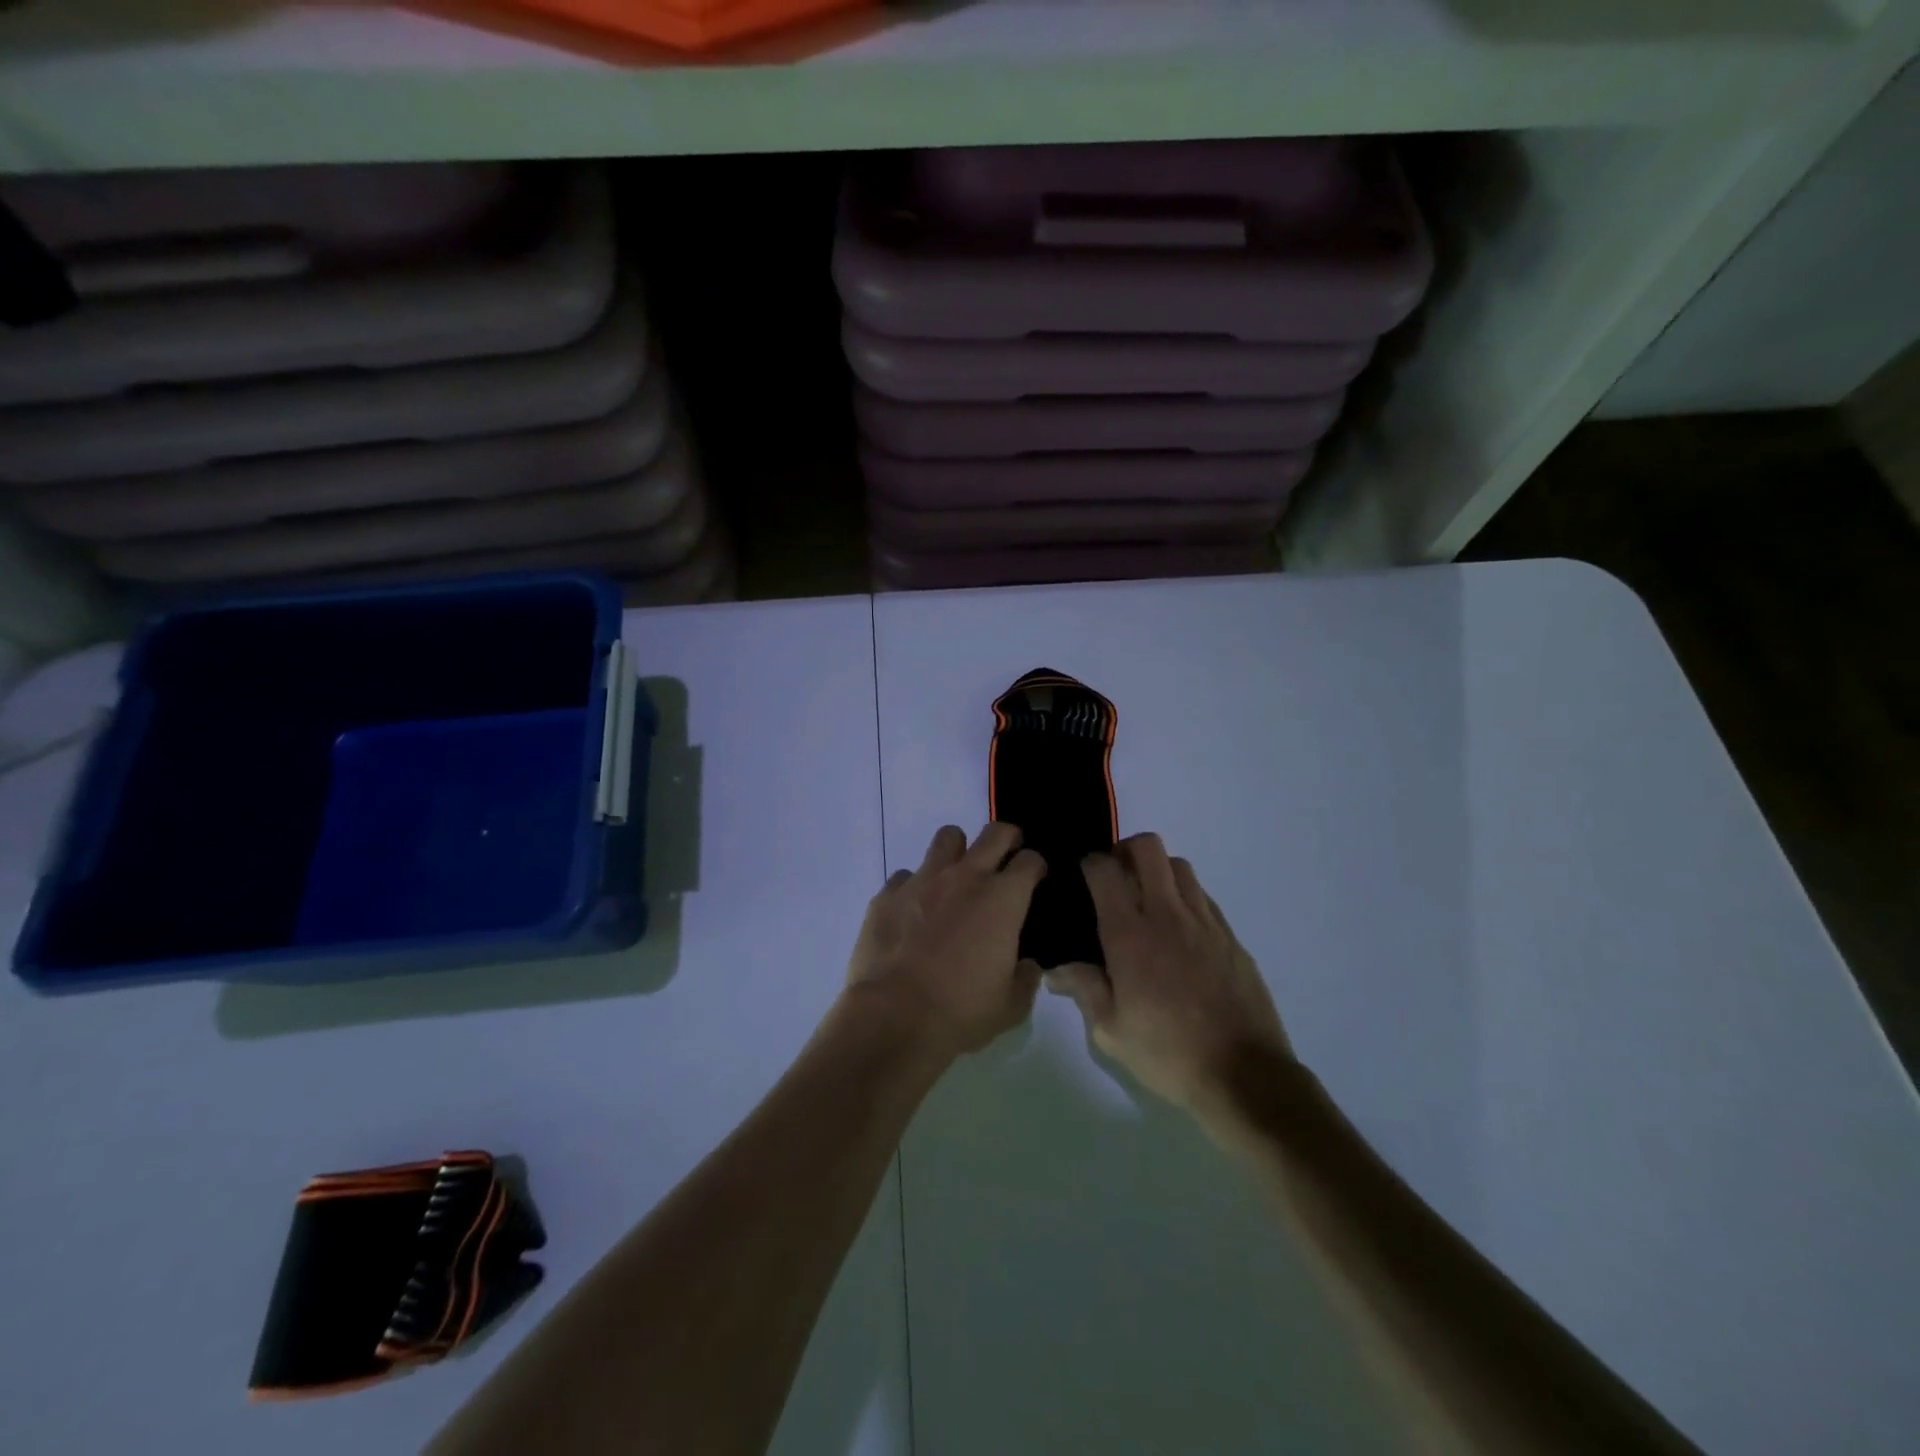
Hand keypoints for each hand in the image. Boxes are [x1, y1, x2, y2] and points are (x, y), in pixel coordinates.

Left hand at [846, 823, 1047, 1054]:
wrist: (894, 1015)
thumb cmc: (961, 1010)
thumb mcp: (1011, 1006)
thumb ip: (1026, 979)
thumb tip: (1027, 966)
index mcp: (1003, 898)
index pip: (1030, 861)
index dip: (1035, 866)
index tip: (1034, 878)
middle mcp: (965, 877)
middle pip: (995, 833)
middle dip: (1006, 839)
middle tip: (1006, 856)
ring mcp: (923, 880)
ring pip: (947, 838)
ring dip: (957, 851)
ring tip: (956, 876)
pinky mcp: (888, 893)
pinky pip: (906, 875)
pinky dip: (914, 887)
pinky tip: (914, 910)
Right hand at [1046, 833, 1290, 1111]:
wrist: (1244, 1075)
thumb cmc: (1168, 1053)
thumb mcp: (1111, 1032)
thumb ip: (1084, 990)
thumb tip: (1056, 970)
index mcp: (1129, 935)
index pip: (1104, 870)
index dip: (1090, 863)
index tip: (1083, 878)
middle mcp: (1166, 915)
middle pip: (1148, 848)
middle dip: (1126, 850)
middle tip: (1117, 877)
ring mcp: (1204, 921)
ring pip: (1179, 865)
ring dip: (1158, 871)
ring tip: (1149, 899)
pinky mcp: (1230, 936)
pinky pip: (1203, 896)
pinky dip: (1185, 896)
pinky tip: (1179, 929)